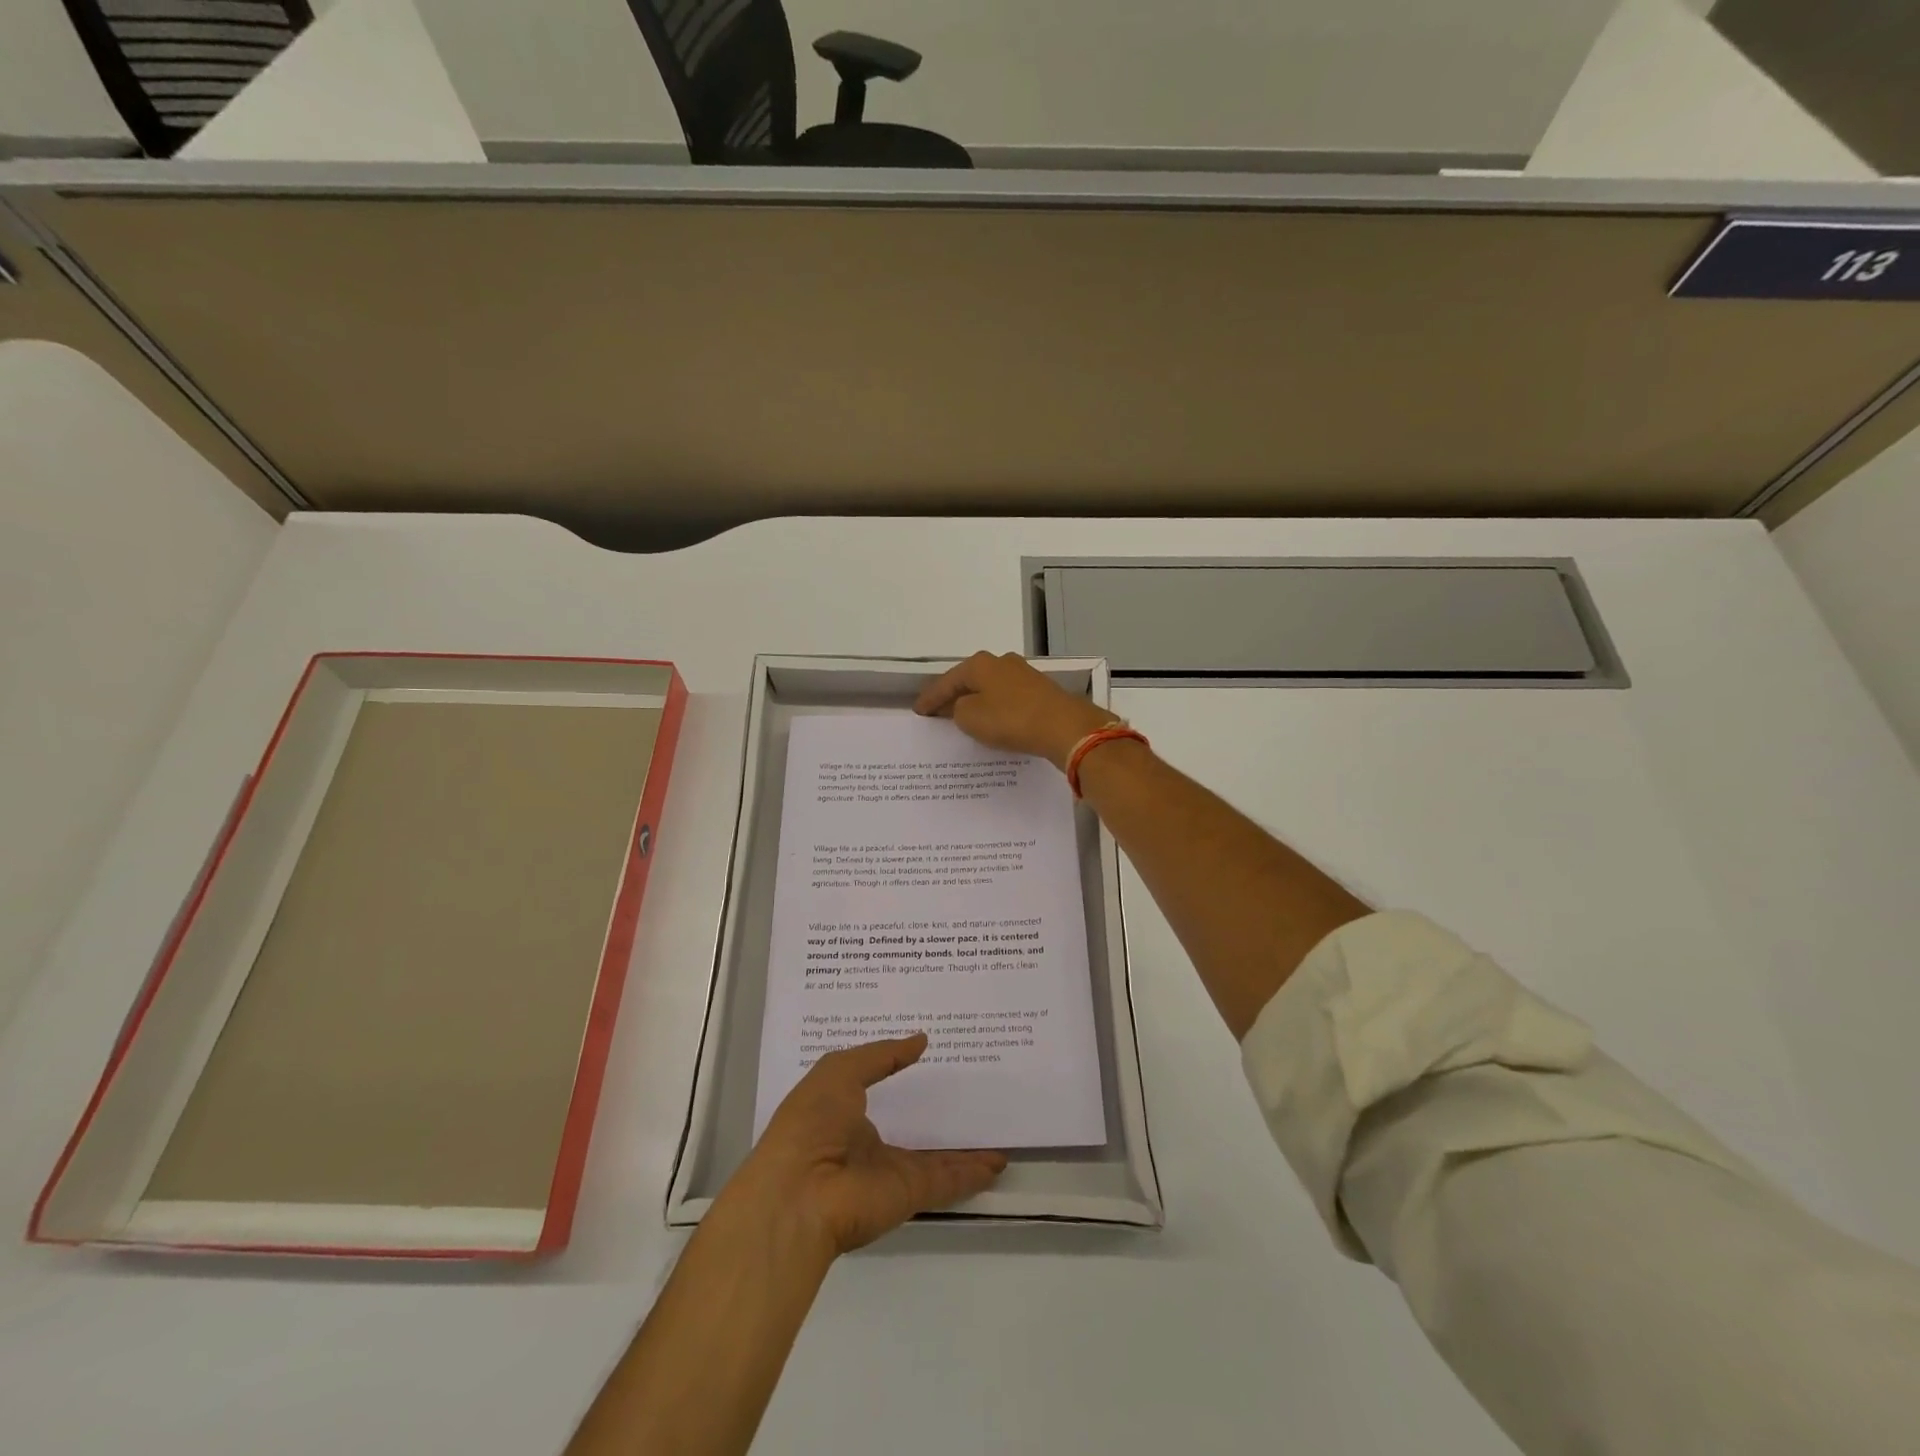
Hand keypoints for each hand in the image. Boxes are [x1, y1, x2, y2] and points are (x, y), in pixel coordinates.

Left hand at [726, 1035, 1006, 1260]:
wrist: (799, 1195)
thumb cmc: (810, 1123)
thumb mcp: (839, 1071)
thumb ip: (881, 1055)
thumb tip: (921, 1040)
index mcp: (842, 1113)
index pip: (876, 1088)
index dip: (898, 1072)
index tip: (928, 1053)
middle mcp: (867, 1144)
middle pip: (910, 1126)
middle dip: (935, 1111)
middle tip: (970, 1087)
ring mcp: (890, 1171)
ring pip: (935, 1157)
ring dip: (963, 1147)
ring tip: (993, 1128)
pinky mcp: (910, 1194)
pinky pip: (948, 1180)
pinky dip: (973, 1173)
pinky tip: (998, 1161)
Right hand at [915, 651, 1116, 769]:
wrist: (1064, 726)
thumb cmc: (1011, 719)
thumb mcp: (971, 718)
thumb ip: (958, 711)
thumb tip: (964, 707)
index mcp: (980, 664)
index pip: (946, 682)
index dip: (930, 699)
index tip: (918, 711)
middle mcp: (1001, 662)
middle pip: (969, 680)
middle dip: (953, 696)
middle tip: (938, 712)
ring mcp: (1023, 674)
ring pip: (990, 689)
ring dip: (976, 702)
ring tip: (963, 718)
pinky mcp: (1040, 691)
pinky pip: (1007, 699)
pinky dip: (995, 709)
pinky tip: (992, 720)